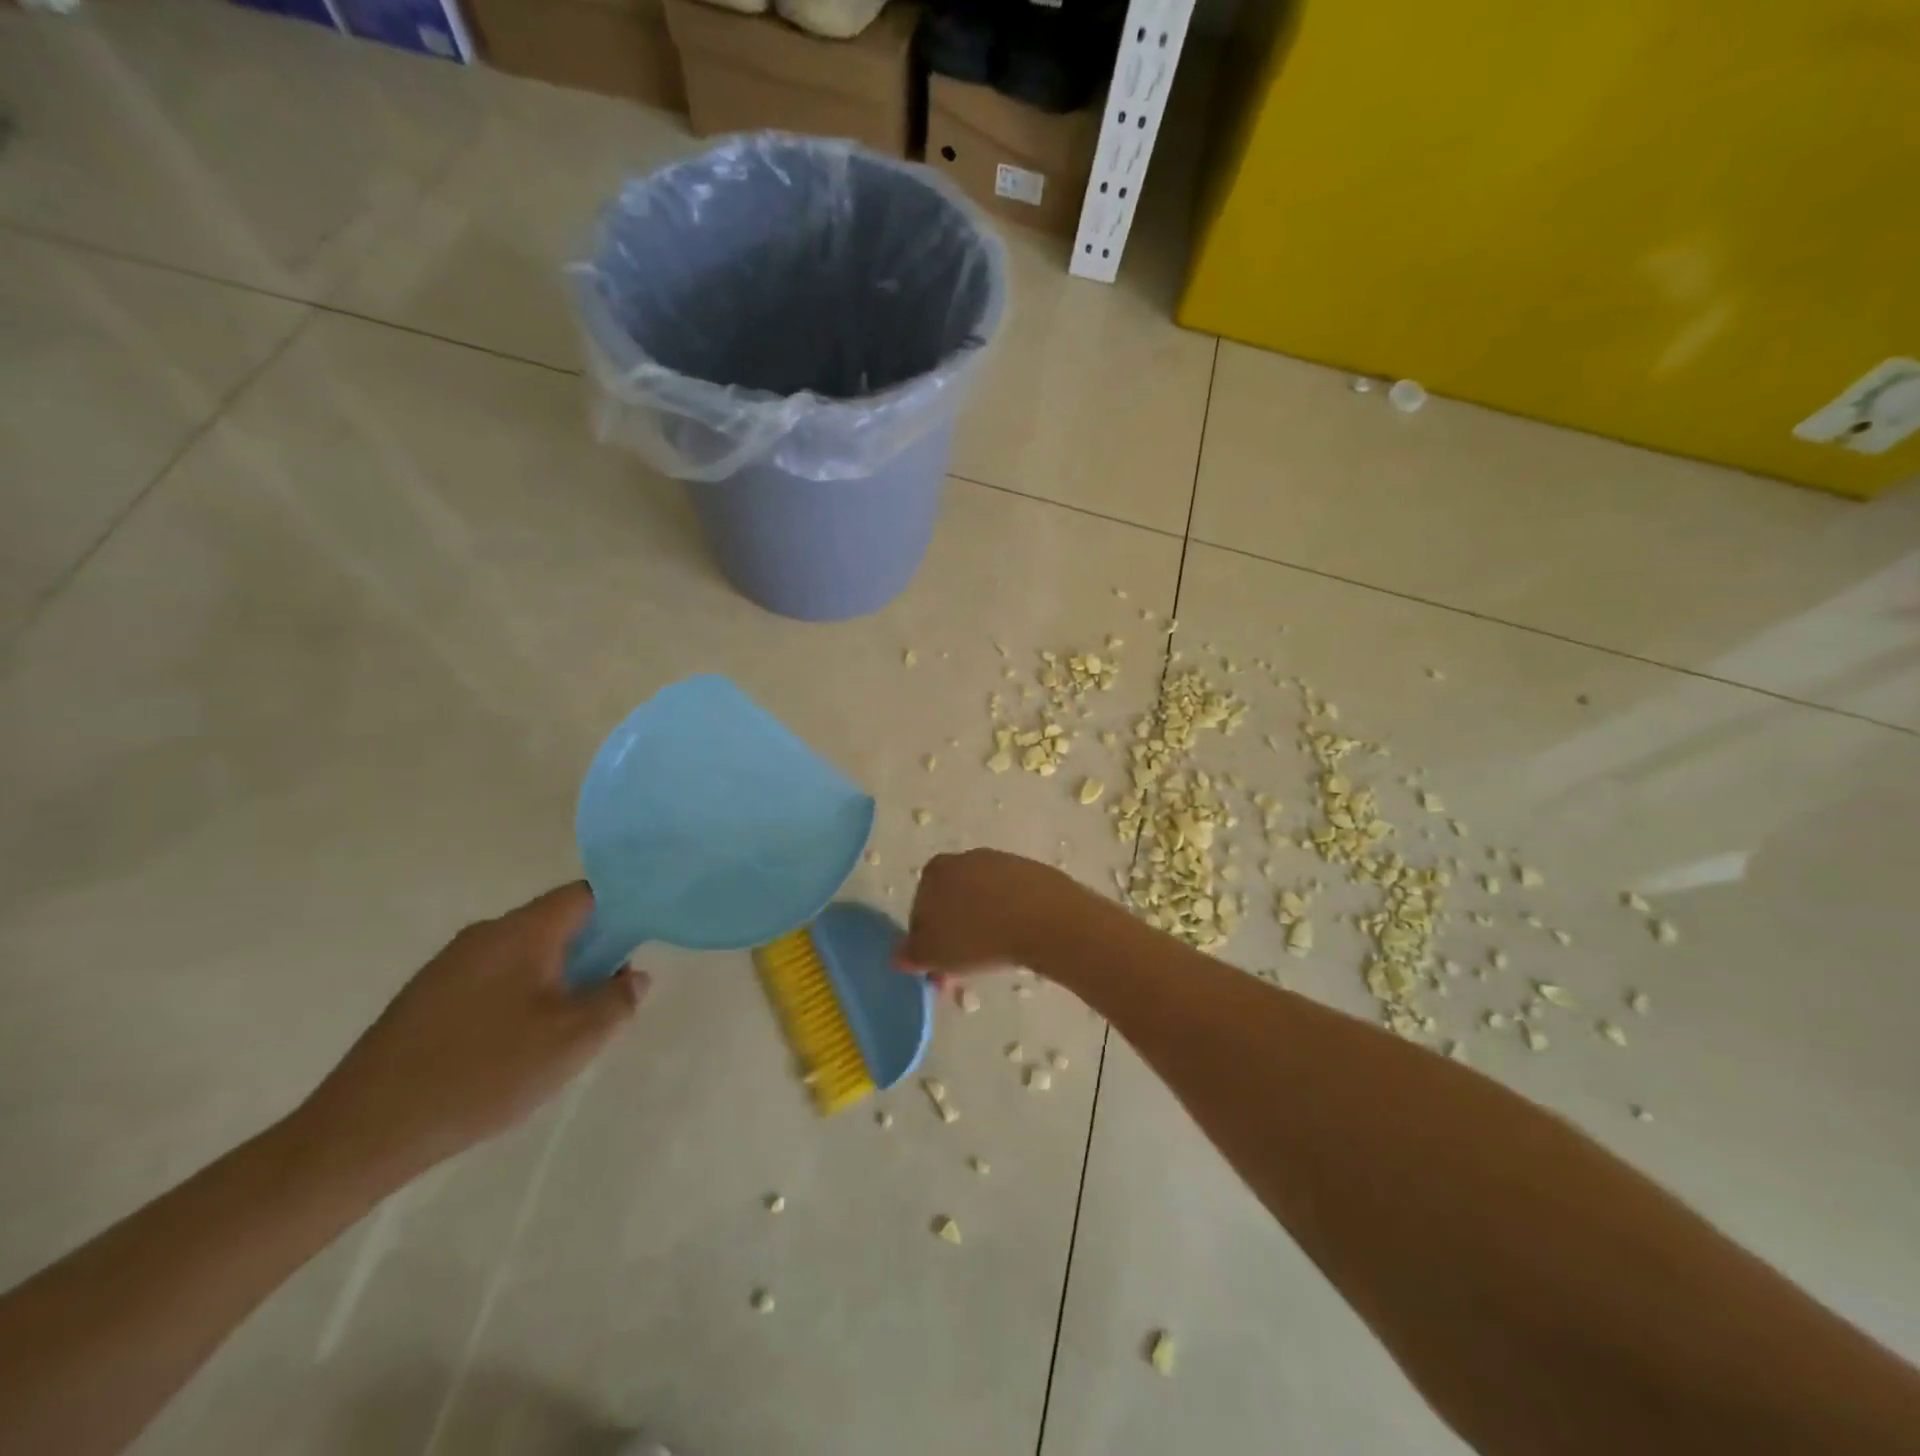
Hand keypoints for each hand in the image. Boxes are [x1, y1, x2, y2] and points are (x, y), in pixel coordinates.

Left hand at [293, 882, 646, 1183]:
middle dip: (592, 950)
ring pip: (524, 953)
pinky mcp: (426, 997)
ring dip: (555, 976)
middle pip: (555, 923)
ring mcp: (449, 965)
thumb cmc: (483, 1073)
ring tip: (567, 1025)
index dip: (621, 908)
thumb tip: (634, 976)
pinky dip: (520, 995)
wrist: (363, 1131)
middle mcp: (485, 934)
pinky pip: (492, 978)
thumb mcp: (572, 1041)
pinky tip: (516, 1043)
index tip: (642, 939)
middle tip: (611, 992)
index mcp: (522, 931)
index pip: (586, 895)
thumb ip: (616, 1000)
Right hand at [899, 849, 1069, 976]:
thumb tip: (899, 956)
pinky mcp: (1032, 872)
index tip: (938, 968)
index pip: (919, 910)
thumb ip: (911, 954)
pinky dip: (1009, 918)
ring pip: (982, 900)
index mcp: (935, 871)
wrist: (1045, 918)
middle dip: (953, 935)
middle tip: (963, 969)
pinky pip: (1011, 900)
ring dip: (982, 926)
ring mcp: (1001, 862)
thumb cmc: (978, 936)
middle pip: (951, 903)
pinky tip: (1017, 940)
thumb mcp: (934, 954)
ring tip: (993, 958)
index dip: (926, 943)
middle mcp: (965, 858)